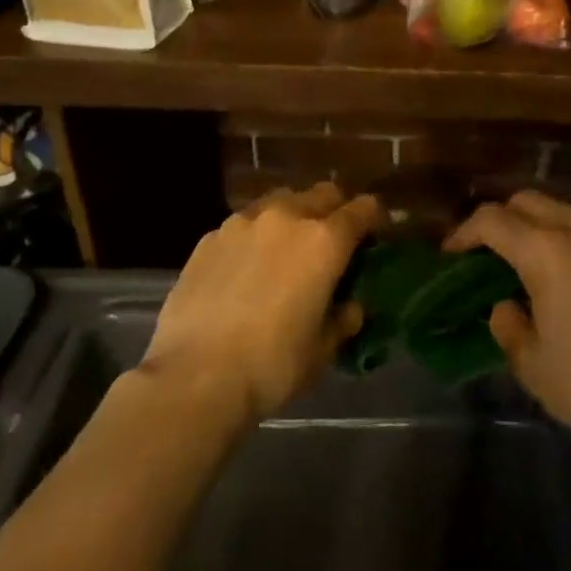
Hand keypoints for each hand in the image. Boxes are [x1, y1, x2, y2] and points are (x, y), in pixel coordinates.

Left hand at [142, 183, 383, 422]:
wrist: (195, 377)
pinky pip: (244, 223)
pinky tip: (247, 268)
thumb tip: (349, 306)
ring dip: (293, 216)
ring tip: (287, 250)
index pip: (363, 209)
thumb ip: (343, 319)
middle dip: (335, 211)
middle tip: (333, 243)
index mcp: (325, 241)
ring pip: (280, 201)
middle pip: (322, 193)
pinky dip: (256, 236)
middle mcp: (287, 218)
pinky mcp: (209, 238)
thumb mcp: (323, 349)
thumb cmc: (272, 365)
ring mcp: (243, 223)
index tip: (375, 236)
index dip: (374, 219)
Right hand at [446, 190, 570, 460]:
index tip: (451, 254)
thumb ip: (507, 324)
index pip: (493, 220)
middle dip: (501, 220)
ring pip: (566, 211)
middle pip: (529, 201)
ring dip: (539, 226)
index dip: (464, 232)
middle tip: (488, 254)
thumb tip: (506, 306)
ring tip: (530, 263)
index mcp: (547, 251)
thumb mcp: (532, 363)